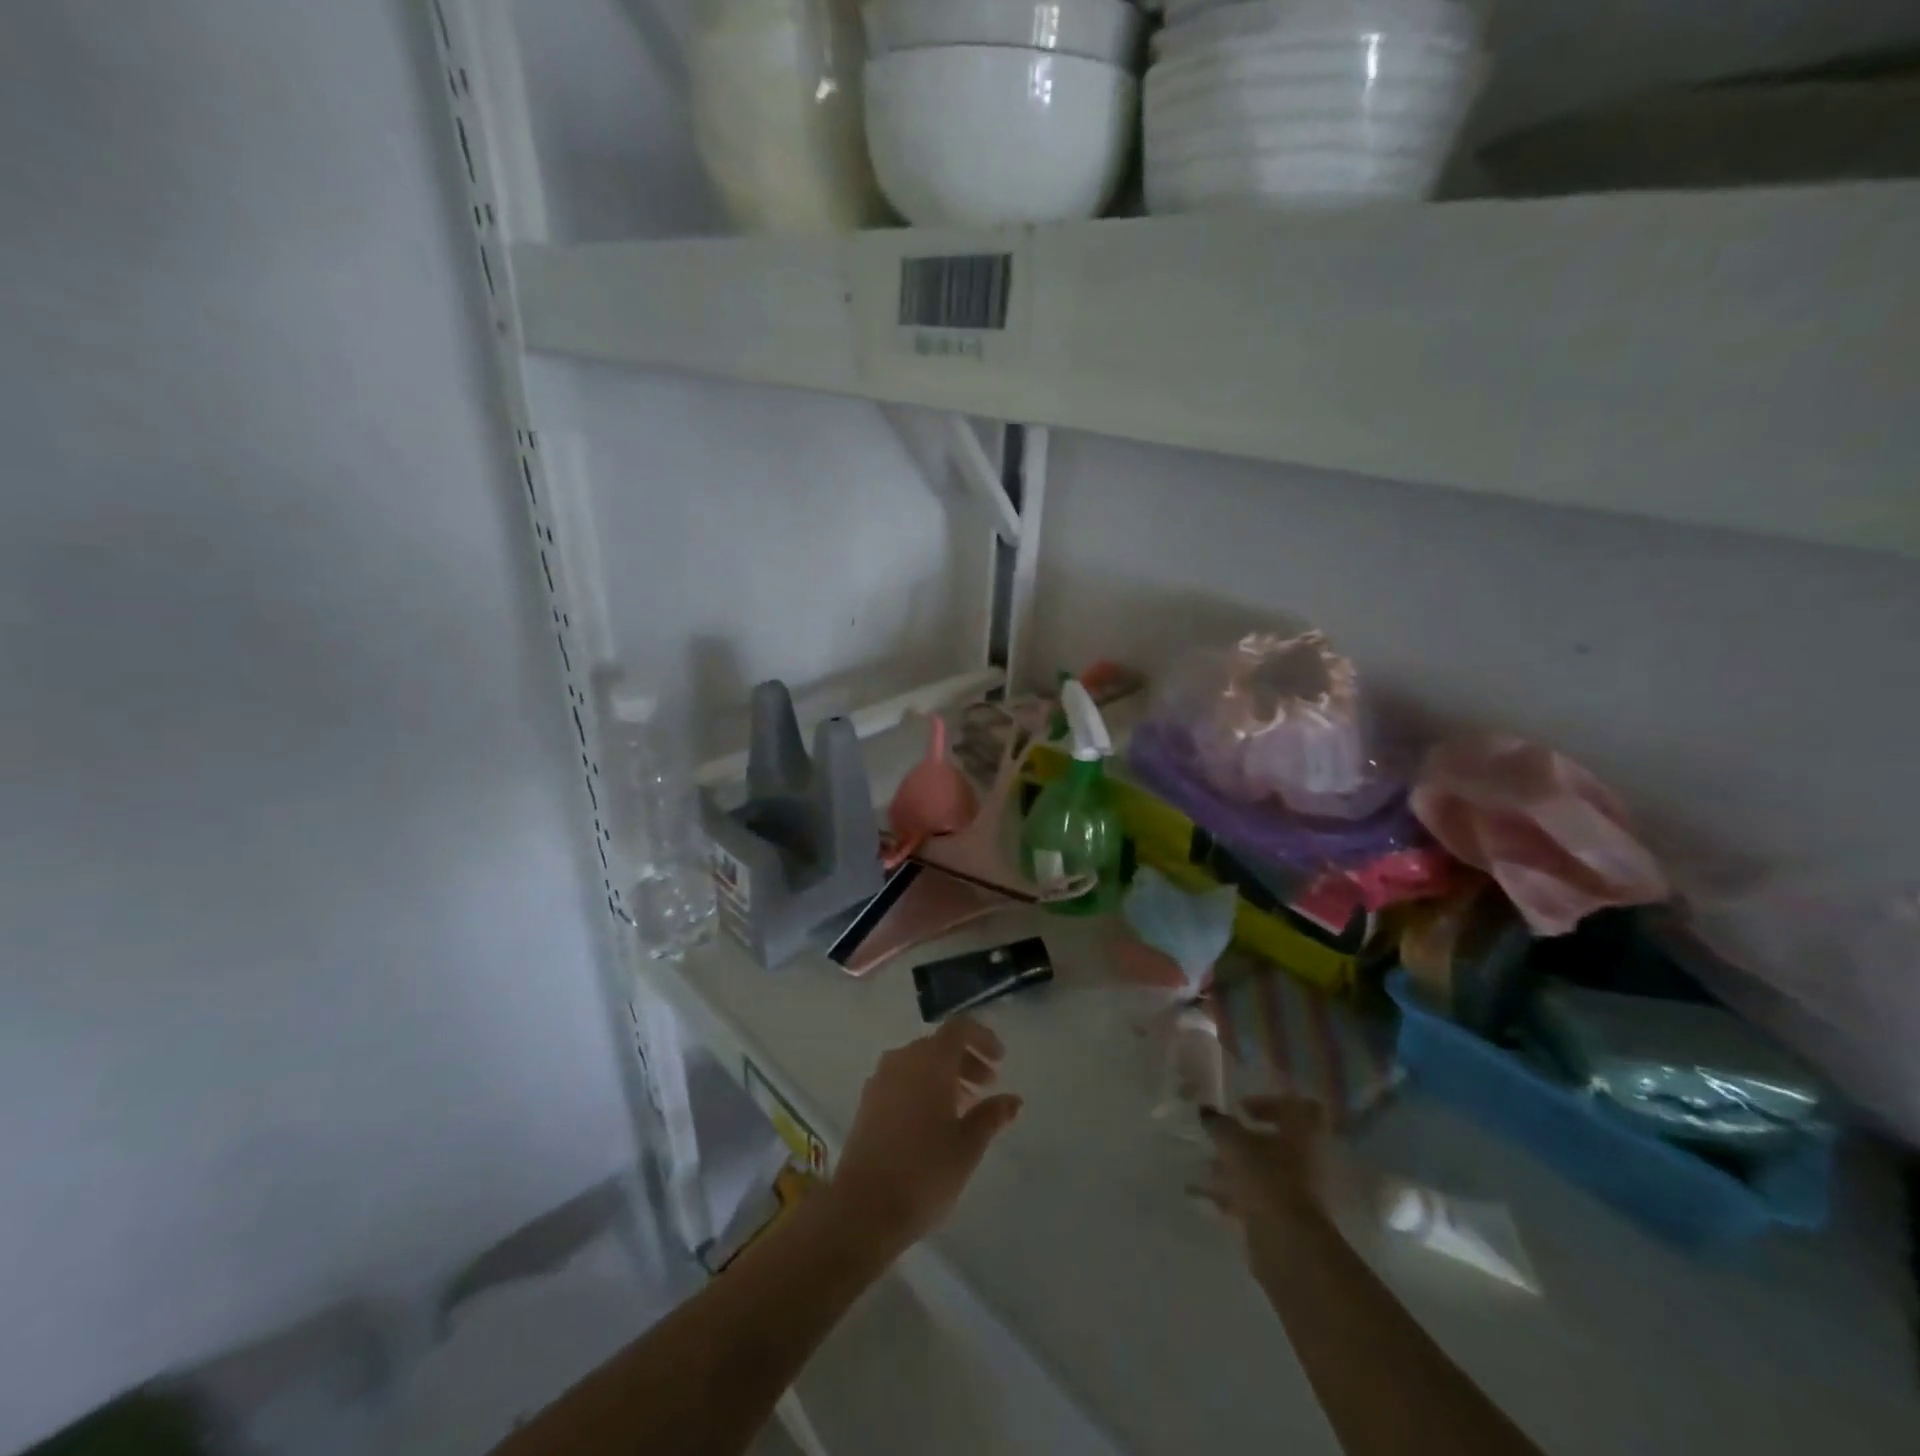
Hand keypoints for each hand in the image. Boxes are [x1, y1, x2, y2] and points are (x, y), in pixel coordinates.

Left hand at [828, 1016, 1022, 1252]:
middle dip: (966, 1060)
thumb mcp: (968, 1146)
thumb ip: (992, 1116)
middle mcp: (902, 1059)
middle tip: (988, 1086)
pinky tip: (933, 1122)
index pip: (959, 1028)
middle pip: (939, 1045)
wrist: (863, 1208)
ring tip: (964, 1108)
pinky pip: (901, 1080)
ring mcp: (880, 1080)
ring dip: (944, 1076)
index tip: (1000, 1060)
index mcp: (930, 1060)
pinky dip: (922, 1088)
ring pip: (918, 1063)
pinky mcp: (866, 1103)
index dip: (982, 1038)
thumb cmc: (924, 1171)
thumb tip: (1013, 1100)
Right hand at [1198, 1096, 1334, 1266]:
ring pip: (1265, 1171)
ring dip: (1237, 1168)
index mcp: (1302, 1132)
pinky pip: (1258, 1198)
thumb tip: (1206, 1111)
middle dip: (1245, 1140)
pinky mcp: (1288, 1219)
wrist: (1287, 1244)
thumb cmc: (1266, 1178)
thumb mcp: (1234, 1143)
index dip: (1269, 1103)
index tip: (1243, 1109)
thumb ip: (1219, 1124)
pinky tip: (1205, 1196)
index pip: (1295, 1106)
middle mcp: (1307, 1159)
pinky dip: (1234, 1195)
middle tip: (1220, 1139)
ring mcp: (1300, 1191)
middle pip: (1277, 1141)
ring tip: (1207, 1168)